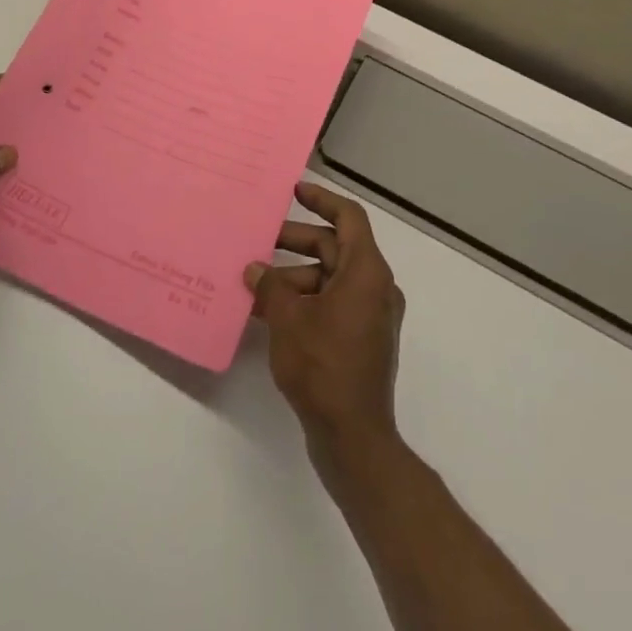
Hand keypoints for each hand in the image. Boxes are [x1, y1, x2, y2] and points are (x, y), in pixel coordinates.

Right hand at [245, 183, 405, 463]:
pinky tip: (269, 313)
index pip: (349, 217)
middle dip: (296, 242)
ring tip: (255, 284)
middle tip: (261, 241)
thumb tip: (256, 269)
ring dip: (295, 276)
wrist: (354, 439)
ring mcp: (371, 316)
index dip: (322, 199)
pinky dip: (305, 301)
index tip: (294, 191)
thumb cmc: (323, 367)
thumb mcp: (288, 319)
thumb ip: (270, 286)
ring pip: (330, 278)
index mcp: (367, 271)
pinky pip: (332, 304)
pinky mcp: (362, 341)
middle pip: (335, 248)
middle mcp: (376, 287)